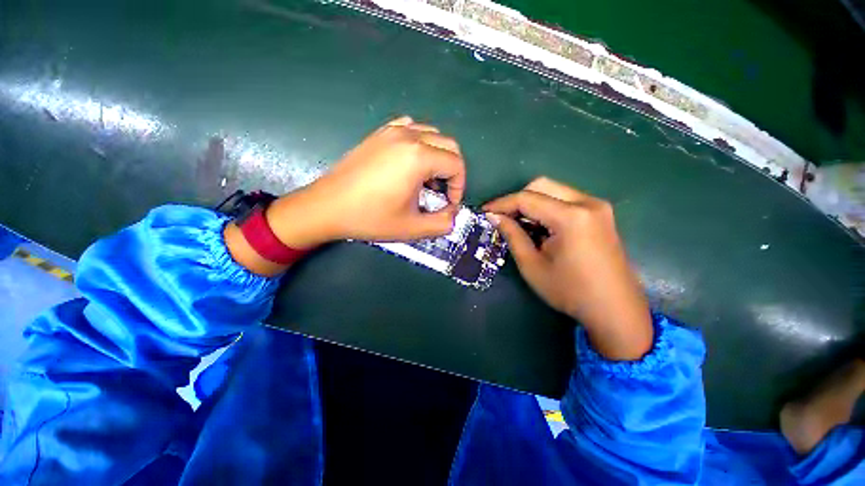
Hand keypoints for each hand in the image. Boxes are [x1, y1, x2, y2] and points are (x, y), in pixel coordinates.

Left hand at [225, 116, 464, 275]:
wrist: (327, 207)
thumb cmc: (370, 218)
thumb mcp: (412, 228)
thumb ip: (442, 223)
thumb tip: (453, 214)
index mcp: (418, 157)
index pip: (456, 164)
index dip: (459, 186)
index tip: (449, 204)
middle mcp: (408, 136)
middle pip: (449, 145)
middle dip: (453, 170)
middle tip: (442, 193)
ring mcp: (392, 131)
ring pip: (432, 134)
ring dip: (438, 156)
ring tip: (427, 179)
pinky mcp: (379, 134)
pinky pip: (410, 128)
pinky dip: (420, 142)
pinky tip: (411, 161)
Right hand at [483, 177, 652, 360]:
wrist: (615, 309)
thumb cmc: (570, 292)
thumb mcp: (532, 265)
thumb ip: (512, 235)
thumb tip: (494, 217)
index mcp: (571, 217)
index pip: (527, 198)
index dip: (501, 204)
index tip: (484, 212)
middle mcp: (587, 203)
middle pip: (542, 185)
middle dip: (517, 199)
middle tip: (502, 218)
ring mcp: (597, 206)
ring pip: (554, 190)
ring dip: (531, 203)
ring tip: (518, 224)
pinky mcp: (600, 214)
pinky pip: (565, 200)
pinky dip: (546, 208)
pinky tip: (539, 226)